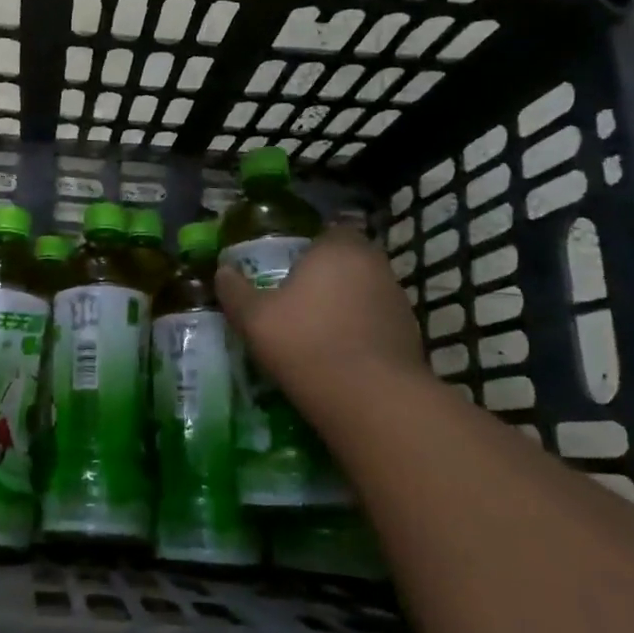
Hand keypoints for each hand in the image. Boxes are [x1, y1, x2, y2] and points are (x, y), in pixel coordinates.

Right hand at [215, 227, 429, 426]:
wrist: (372, 400)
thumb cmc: (306, 343)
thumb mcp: (254, 319)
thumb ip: (235, 291)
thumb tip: (222, 271)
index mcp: (338, 249)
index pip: (327, 232)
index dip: (308, 249)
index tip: (287, 269)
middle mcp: (374, 265)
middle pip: (347, 262)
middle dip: (326, 277)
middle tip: (297, 300)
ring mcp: (398, 301)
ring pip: (364, 292)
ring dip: (345, 305)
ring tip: (316, 332)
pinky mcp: (411, 335)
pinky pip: (377, 323)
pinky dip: (361, 332)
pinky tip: (339, 355)